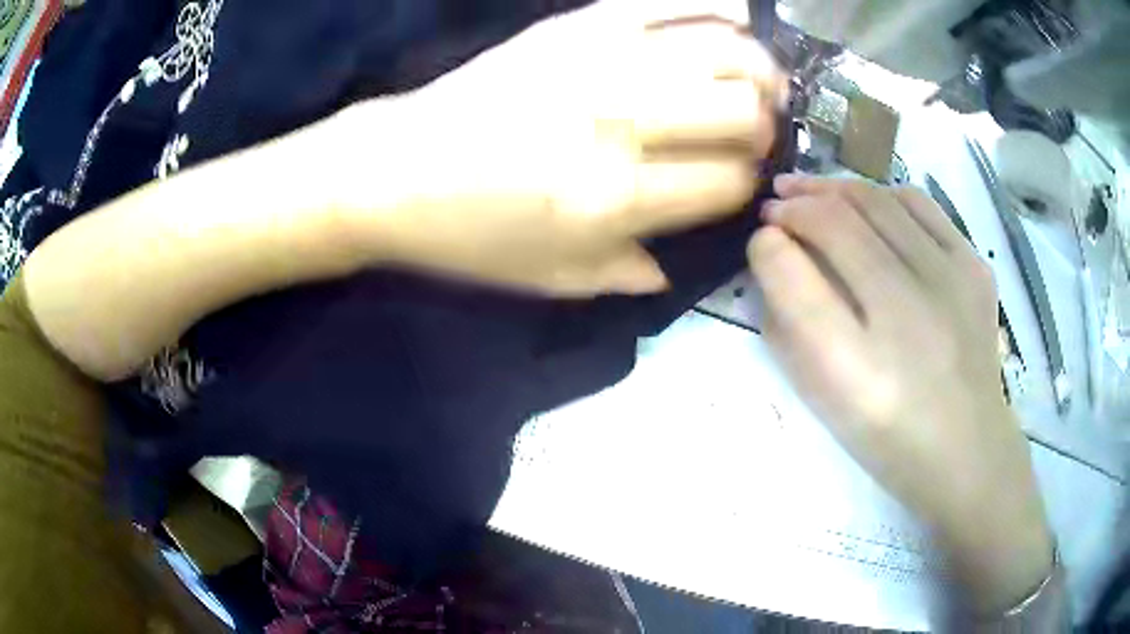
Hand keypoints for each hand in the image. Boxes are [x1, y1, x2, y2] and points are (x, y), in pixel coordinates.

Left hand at [335, 0, 784, 295]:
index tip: (737, 181)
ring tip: (759, 81)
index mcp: (615, 198)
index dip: (746, 185)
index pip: (728, 182)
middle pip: (742, 111)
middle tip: (754, 131)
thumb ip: (627, 273)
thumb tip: (680, 264)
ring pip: (725, 49)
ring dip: (759, 68)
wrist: (393, 170)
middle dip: (764, 126)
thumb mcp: (550, 277)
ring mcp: (601, 60)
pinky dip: (718, 6)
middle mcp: (620, 122)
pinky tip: (731, 24)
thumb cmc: (468, 234)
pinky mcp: (578, 22)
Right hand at [748, 175, 1052, 613]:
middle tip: (777, 203)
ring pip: (879, 201)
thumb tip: (774, 252)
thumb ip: (791, 325)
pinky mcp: (975, 267)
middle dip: (797, 203)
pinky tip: (869, 204)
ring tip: (814, 192)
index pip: (798, 268)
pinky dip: (884, 195)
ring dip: (836, 190)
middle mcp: (907, 310)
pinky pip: (920, 206)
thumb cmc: (889, 436)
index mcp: (858, 364)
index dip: (771, 239)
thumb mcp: (826, 398)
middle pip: (839, 221)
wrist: (967, 451)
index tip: (760, 235)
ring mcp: (950, 281)